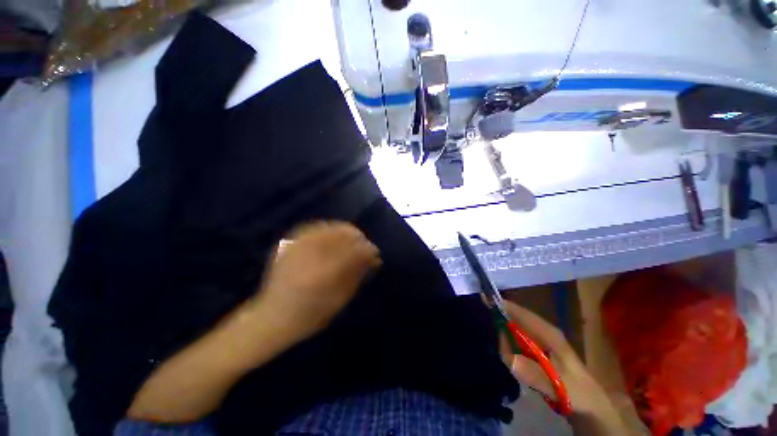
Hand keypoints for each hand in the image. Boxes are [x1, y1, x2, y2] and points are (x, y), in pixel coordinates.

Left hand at [253, 221, 380, 342]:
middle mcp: (308, 257)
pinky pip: (312, 228)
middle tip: (365, 244)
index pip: (352, 252)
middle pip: (341, 235)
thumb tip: (374, 258)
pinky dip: (328, 228)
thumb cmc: (310, 316)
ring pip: (328, 228)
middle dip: (358, 237)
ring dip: (345, 231)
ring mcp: (295, 248)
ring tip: (353, 238)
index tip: (376, 252)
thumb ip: (357, 275)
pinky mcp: (287, 245)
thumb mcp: (339, 300)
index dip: (367, 249)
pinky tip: (334, 234)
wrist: (271, 318)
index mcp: (322, 275)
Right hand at [497, 300, 627, 434]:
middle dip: (501, 325)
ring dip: (505, 341)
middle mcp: (542, 332)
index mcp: (549, 333)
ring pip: (514, 332)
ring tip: (507, 358)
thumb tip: (509, 359)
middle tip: (497, 343)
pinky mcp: (536, 352)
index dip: (504, 306)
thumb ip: (534, 373)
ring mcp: (539, 342)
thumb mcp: (558, 384)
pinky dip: (510, 350)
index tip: (485, 299)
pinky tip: (512, 361)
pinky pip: (516, 345)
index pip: (522, 313)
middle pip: (515, 320)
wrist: (590, 406)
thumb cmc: (577, 391)